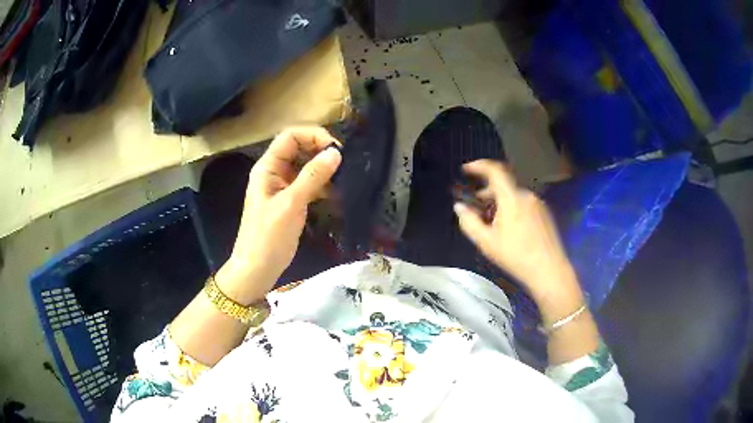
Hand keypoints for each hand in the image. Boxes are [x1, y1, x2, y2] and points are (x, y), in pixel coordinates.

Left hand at [216, 127, 341, 303]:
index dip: (313, 136)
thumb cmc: (268, 236)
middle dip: (321, 151)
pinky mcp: (291, 200)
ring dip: (324, 168)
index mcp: (268, 167)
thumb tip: (336, 152)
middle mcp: (275, 171)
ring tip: (344, 177)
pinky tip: (337, 193)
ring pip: (306, 166)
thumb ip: (313, 176)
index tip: (336, 149)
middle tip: (344, 163)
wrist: (258, 268)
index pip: (290, 136)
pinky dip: (323, 185)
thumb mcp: (291, 204)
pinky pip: (309, 184)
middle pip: (299, 148)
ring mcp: (283, 186)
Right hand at [453, 160, 579, 302]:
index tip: (466, 170)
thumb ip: (469, 222)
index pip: (495, 171)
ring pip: (514, 195)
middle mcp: (526, 195)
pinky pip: (524, 204)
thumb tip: (459, 207)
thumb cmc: (515, 256)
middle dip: (487, 192)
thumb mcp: (486, 242)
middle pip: (504, 185)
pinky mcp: (545, 214)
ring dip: (499, 202)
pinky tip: (509, 228)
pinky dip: (512, 208)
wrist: (549, 270)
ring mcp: (538, 204)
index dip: (479, 166)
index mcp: (511, 198)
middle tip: (476, 206)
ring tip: (491, 221)